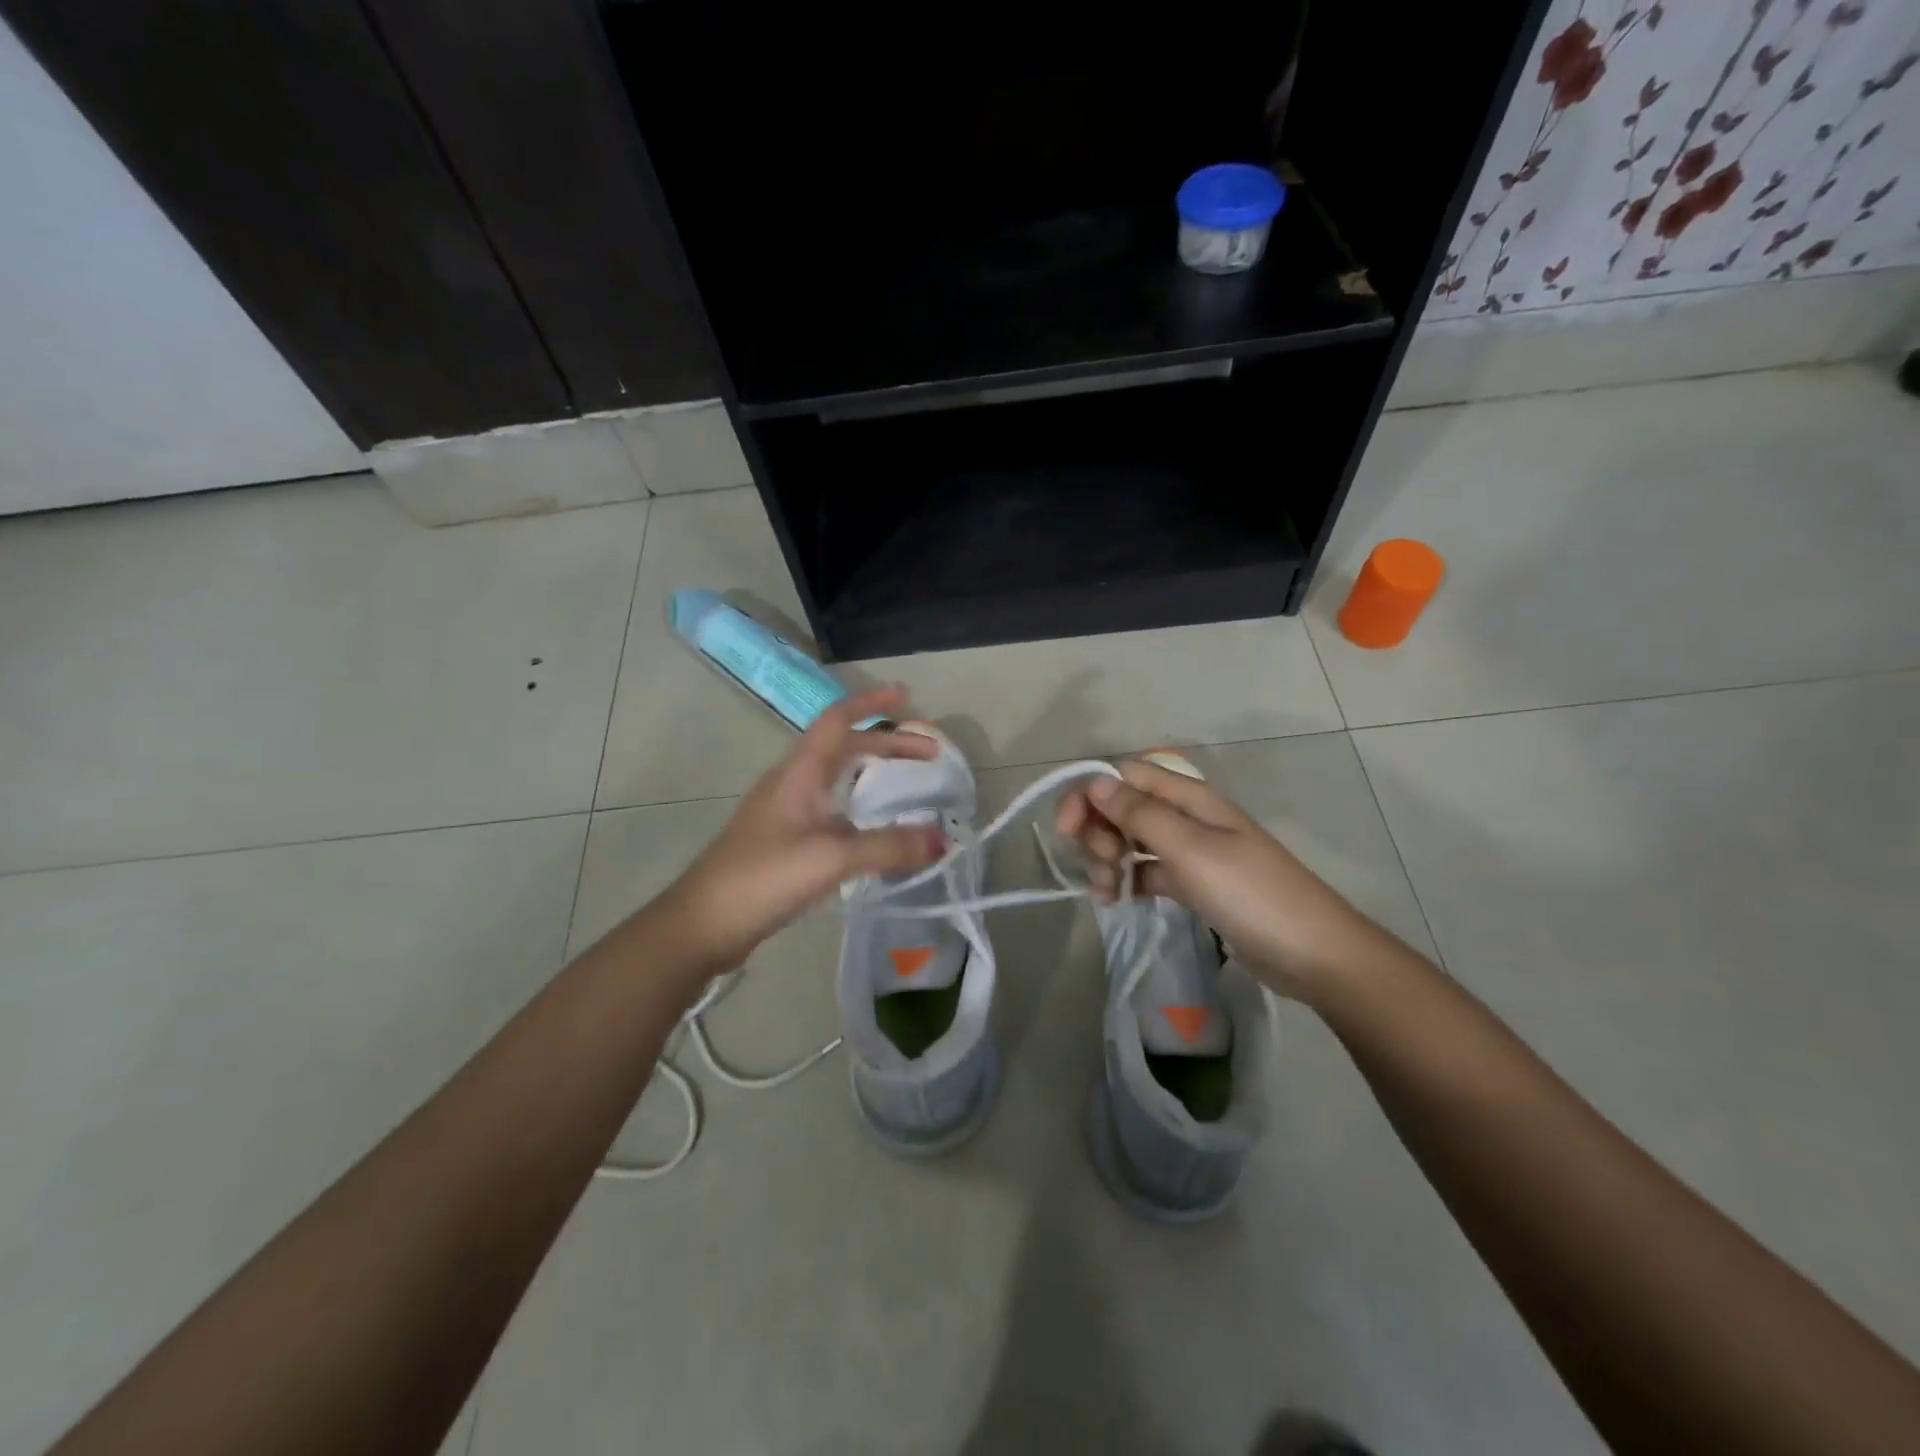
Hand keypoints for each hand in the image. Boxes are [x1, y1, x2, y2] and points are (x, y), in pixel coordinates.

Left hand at [664, 686, 946, 973]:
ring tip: (904, 780)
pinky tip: (870, 826)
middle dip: (886, 742)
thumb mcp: (833, 859)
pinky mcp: (781, 837)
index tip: (907, 696)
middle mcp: (790, 781)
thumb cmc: (765, 877)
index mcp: (800, 771)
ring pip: (834, 774)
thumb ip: (890, 847)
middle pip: (842, 745)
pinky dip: (857, 801)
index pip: (838, 719)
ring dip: (870, 768)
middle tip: (928, 753)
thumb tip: (943, 840)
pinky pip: (828, 803)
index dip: (872, 703)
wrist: (704, 922)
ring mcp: (783, 809)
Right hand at [1054, 758, 1378, 1000]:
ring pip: (1131, 840)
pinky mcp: (1193, 883)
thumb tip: (1095, 781)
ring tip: (1107, 894)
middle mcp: (1185, 816)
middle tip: (1103, 867)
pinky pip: (1146, 871)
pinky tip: (1119, 901)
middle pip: (1122, 806)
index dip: (1088, 793)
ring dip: (1108, 859)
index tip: (1066, 830)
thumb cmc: (1250, 893)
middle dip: (1098, 832)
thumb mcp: (1190, 850)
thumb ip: (1140, 814)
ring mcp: (1190, 850)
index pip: (1123, 775)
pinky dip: (1128, 881)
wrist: (1312, 952)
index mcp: (1188, 797)